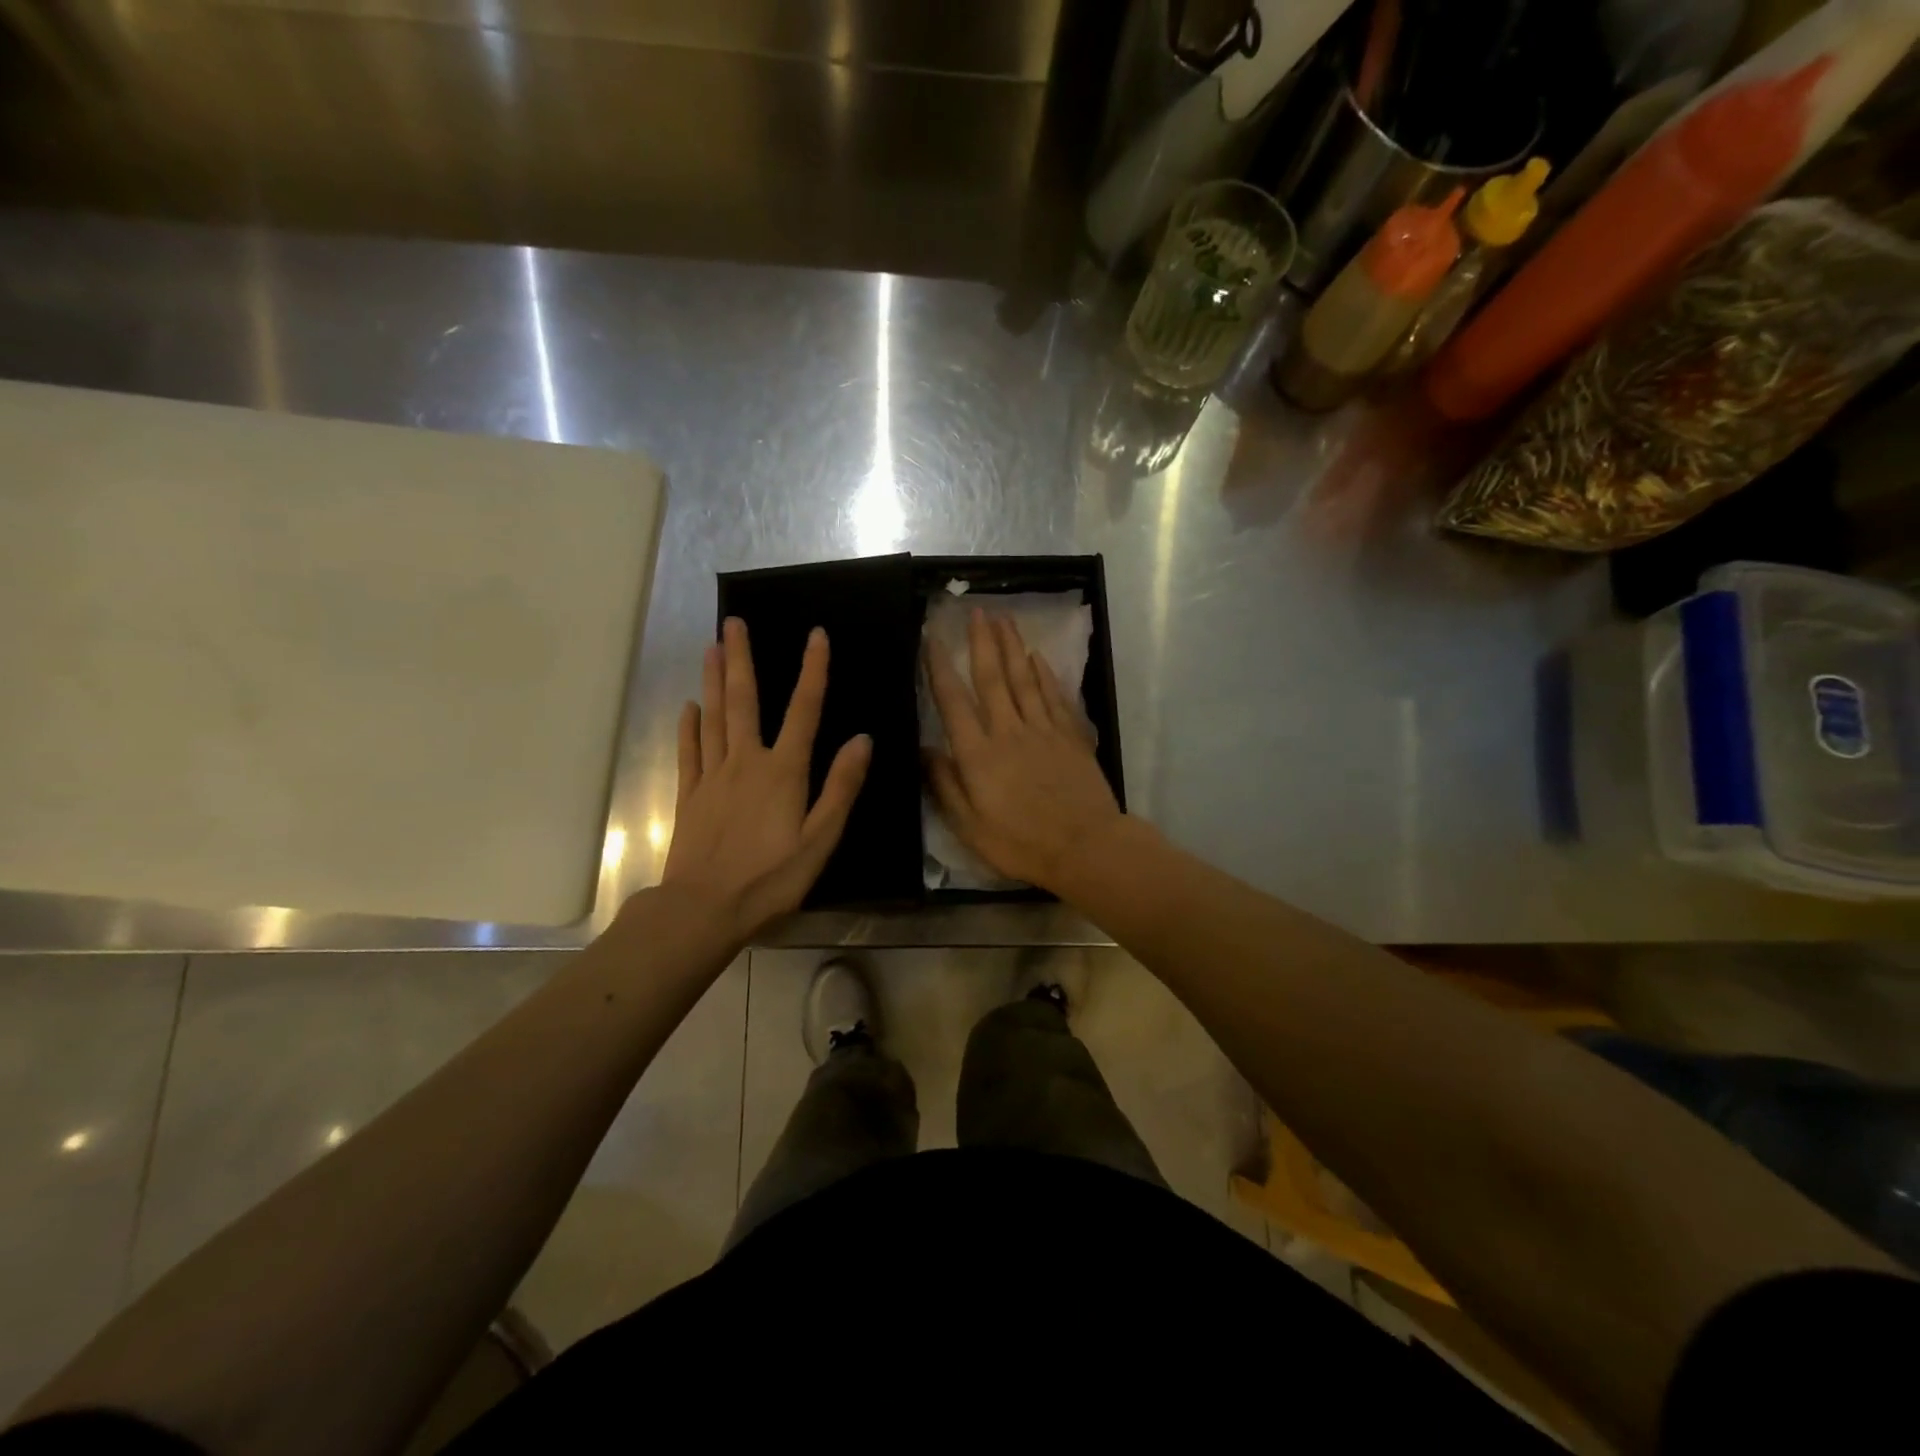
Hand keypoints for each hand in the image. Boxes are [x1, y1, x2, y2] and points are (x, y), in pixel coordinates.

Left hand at [662, 618, 870, 943]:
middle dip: (741, 658)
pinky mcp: (690, 795)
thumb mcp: (821, 838)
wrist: (704, 909)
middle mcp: (746, 762)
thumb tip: (862, 739)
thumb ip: (841, 787)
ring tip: (711, 647)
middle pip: (743, 700)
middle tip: (733, 622)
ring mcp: (712, 776)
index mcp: (783, 771)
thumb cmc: (771, 878)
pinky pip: (689, 752)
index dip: (813, 670)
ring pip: (713, 717)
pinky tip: (689, 708)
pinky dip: (689, 727)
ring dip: (712, 680)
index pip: (803, 709)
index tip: (816, 635)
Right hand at [925, 609, 1123, 892]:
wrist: (1085, 847)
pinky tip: (1037, 657)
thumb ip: (944, 785)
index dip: (939, 666)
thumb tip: (924, 749)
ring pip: (1024, 678)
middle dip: (982, 641)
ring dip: (1013, 646)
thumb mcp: (969, 826)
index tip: (932, 636)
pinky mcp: (1070, 736)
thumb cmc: (1020, 843)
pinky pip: (1054, 695)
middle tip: (977, 610)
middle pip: (993, 677)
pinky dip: (1044, 673)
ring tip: (1004, 619)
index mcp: (978, 754)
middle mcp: (1009, 731)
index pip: (953, 701)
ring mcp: (1043, 730)